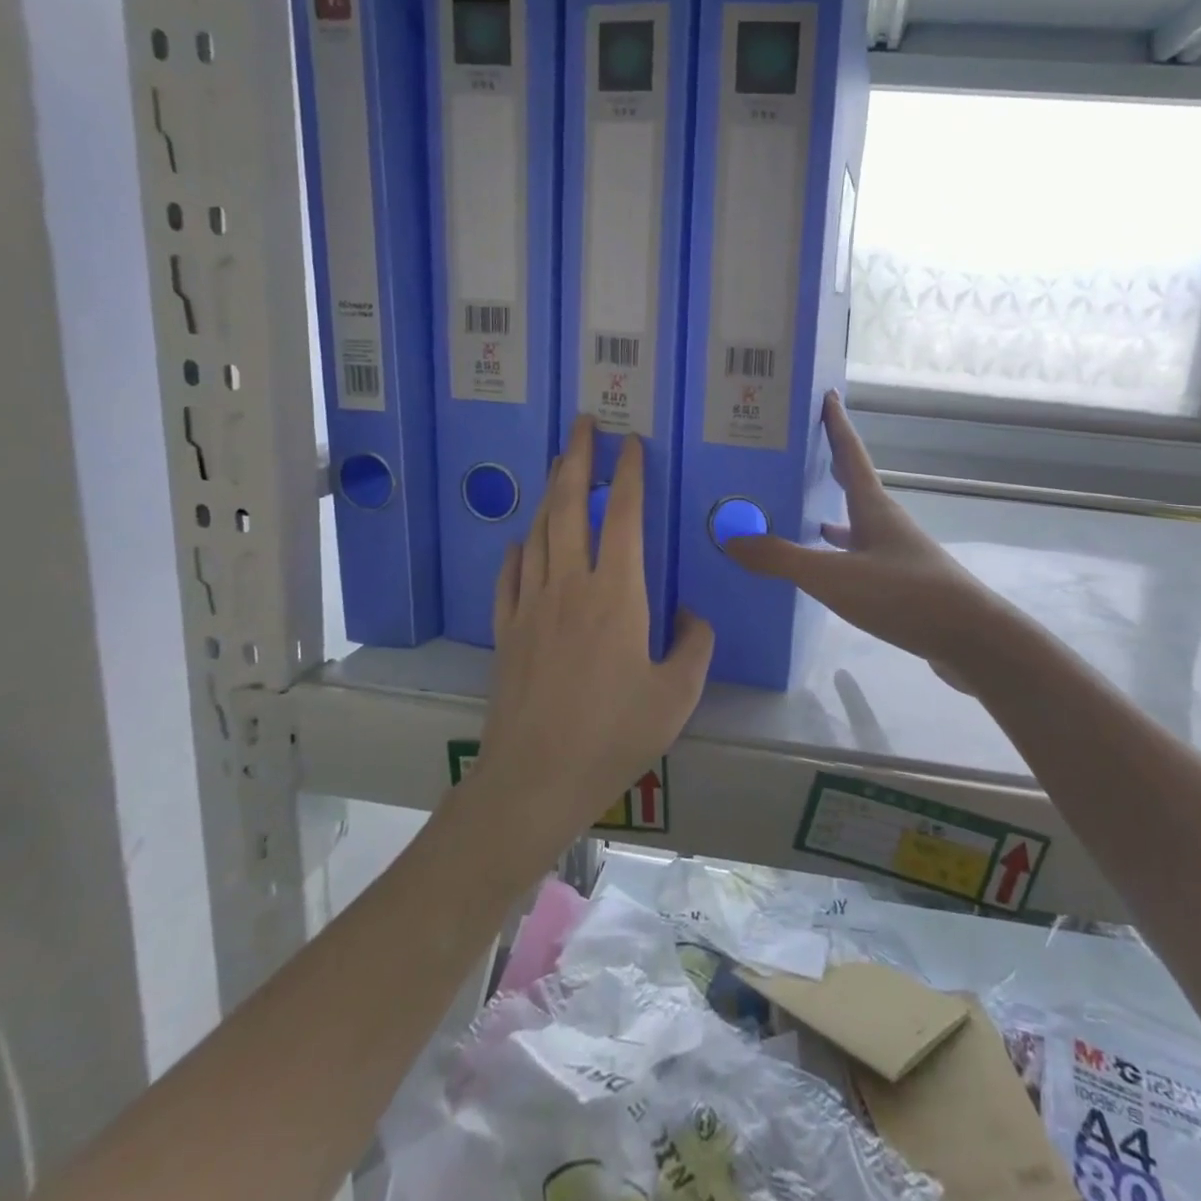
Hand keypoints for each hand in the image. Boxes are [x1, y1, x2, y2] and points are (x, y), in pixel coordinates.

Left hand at [476, 416, 713, 855]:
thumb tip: (689, 614)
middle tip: (581, 424)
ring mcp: (530, 605)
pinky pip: (510, 574)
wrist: (536, 776)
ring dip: (548, 494)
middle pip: (568, 507)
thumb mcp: (677, 694)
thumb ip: (694, 645)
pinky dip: (518, 549)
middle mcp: (570, 585)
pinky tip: (522, 542)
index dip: (627, 474)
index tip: (630, 443)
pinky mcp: (506, 629)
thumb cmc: (615, 734)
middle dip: (575, 458)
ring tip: (557, 467)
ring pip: (538, 532)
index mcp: (617, 594)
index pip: (621, 516)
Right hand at [726, 392, 1005, 688]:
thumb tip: (732, 538)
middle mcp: (887, 524)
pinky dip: (839, 557)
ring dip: (830, 516)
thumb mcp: (834, 577)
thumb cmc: (903, 595)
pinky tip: (825, 572)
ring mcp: (898, 555)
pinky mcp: (903, 585)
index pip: (850, 454)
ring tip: (798, 517)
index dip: (836, 424)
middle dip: (827, 469)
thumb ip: (782, 558)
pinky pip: (861, 558)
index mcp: (873, 508)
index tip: (827, 394)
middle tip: (795, 457)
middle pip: (853, 487)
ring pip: (856, 526)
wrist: (970, 639)